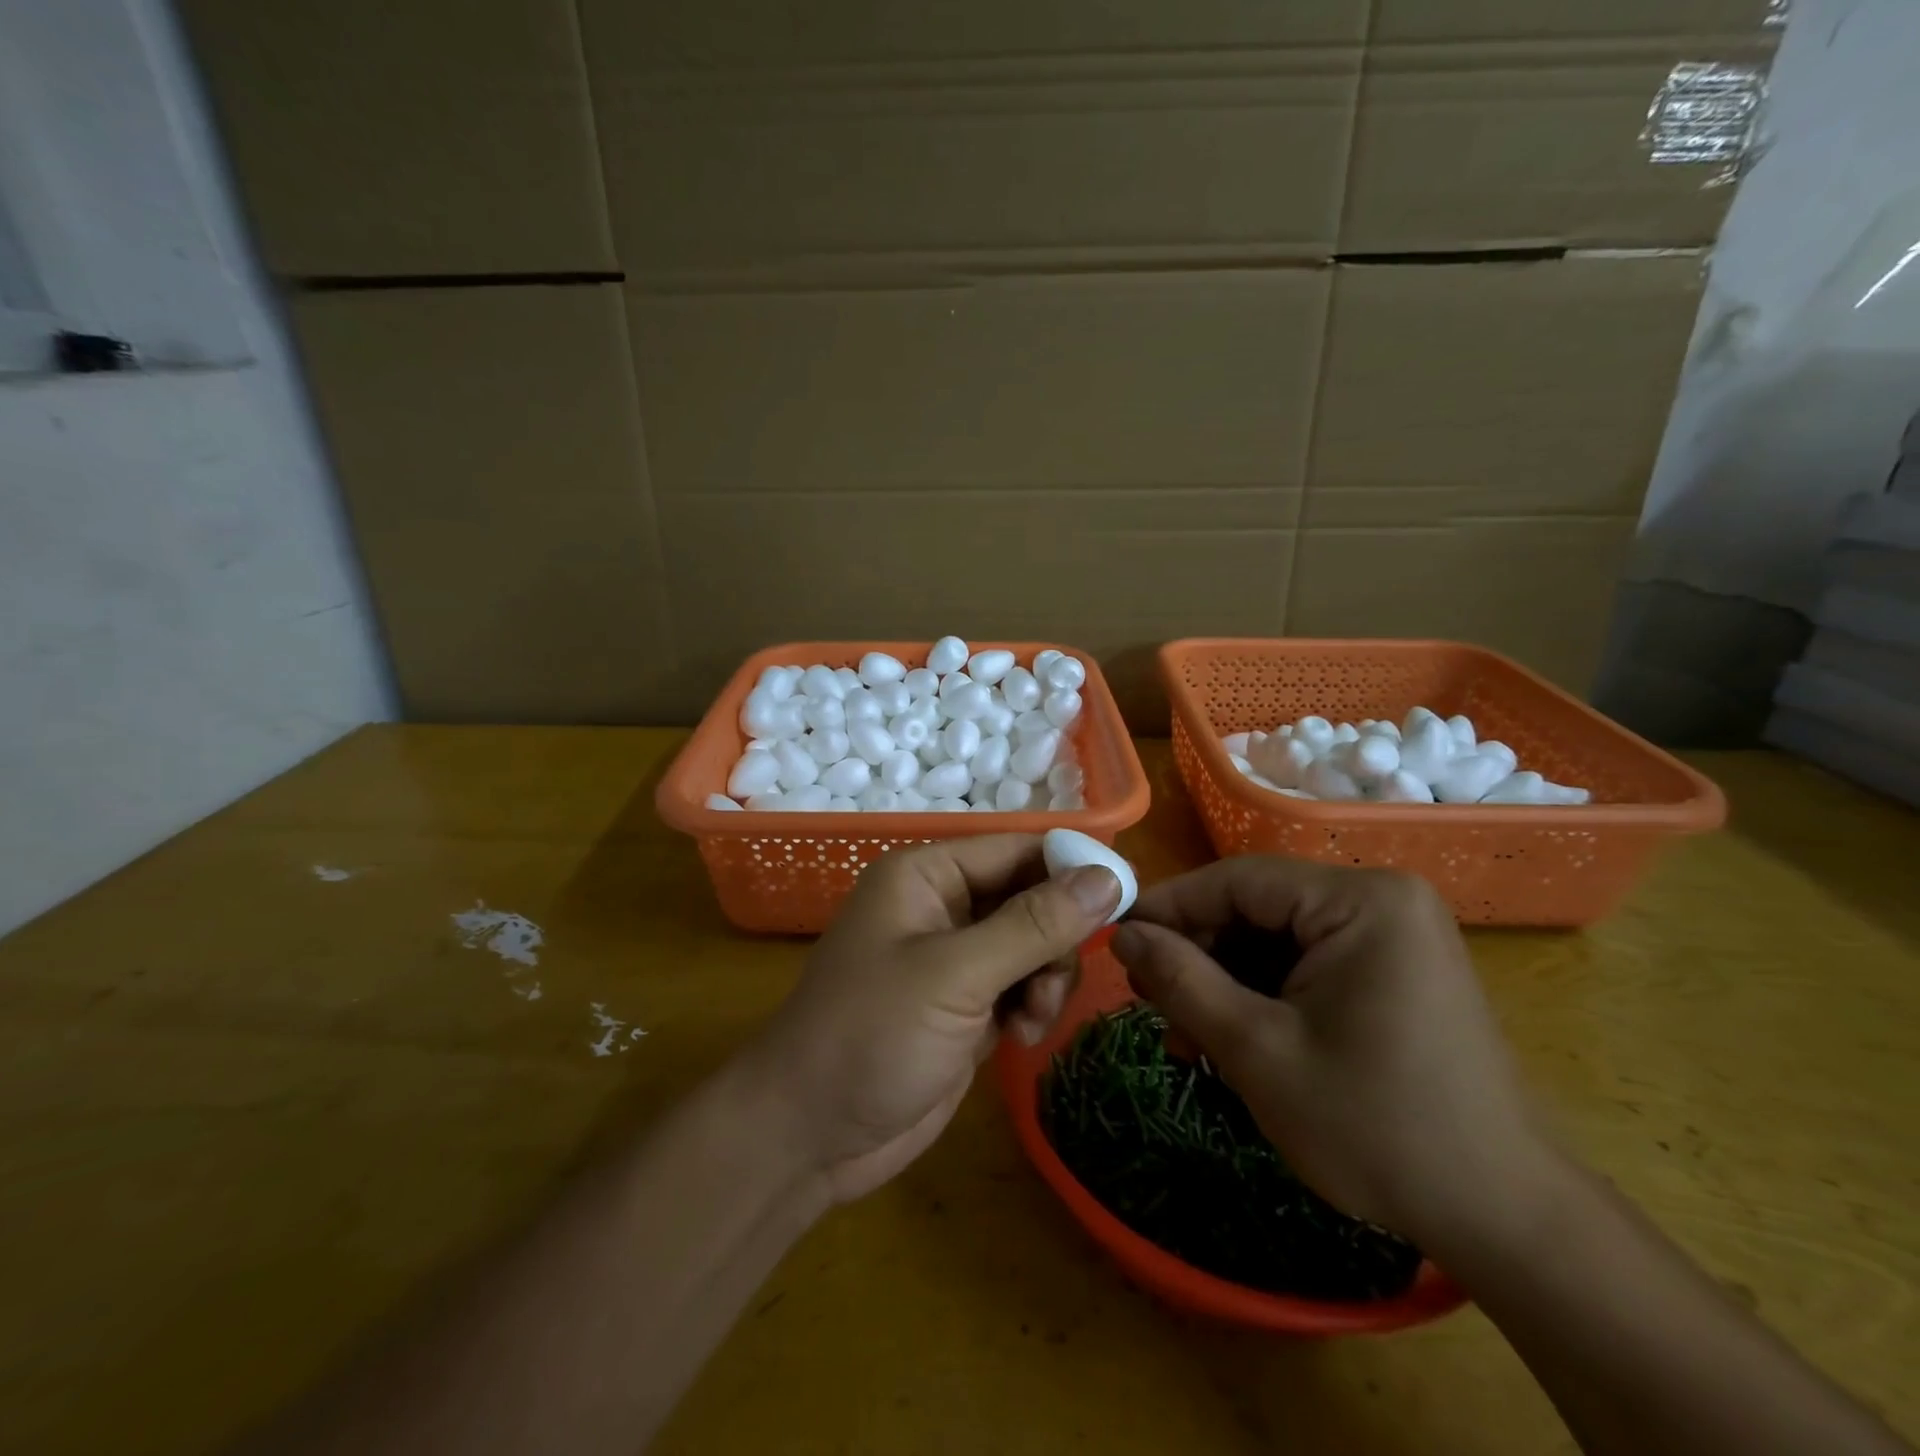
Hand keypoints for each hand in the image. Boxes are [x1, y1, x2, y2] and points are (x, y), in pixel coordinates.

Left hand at [739, 836, 1120, 1204]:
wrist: (810, 1136)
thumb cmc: (871, 1035)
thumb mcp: (955, 974)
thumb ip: (1032, 925)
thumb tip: (1106, 877)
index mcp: (926, 874)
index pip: (1017, 848)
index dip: (1070, 867)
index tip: (1124, 897)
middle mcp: (942, 905)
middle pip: (1030, 897)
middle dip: (1054, 939)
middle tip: (1054, 980)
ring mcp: (954, 958)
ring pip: (1033, 945)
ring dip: (1046, 978)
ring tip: (1031, 1018)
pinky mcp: (964, 1005)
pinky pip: (1021, 985)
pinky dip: (1032, 1005)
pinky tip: (1021, 1036)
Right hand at [1110, 858, 1558, 1248]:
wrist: (1505, 1221)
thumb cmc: (1376, 1128)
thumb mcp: (1257, 1050)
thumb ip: (1181, 980)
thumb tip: (1121, 933)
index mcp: (1361, 901)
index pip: (1238, 880)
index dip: (1169, 908)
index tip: (1115, 940)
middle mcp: (1381, 901)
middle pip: (1256, 909)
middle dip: (1197, 956)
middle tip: (1146, 1001)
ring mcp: (1393, 937)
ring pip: (1275, 940)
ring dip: (1223, 983)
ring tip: (1183, 1038)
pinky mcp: (1393, 973)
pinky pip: (1305, 965)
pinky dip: (1261, 997)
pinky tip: (1228, 1040)